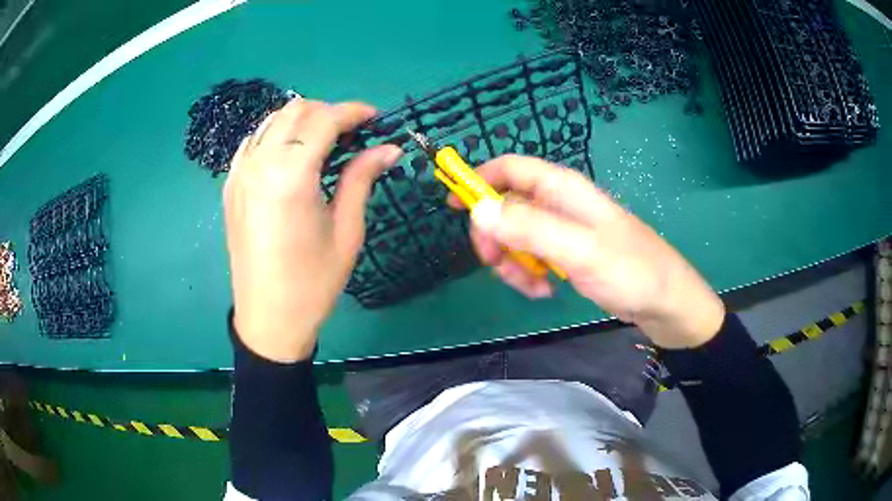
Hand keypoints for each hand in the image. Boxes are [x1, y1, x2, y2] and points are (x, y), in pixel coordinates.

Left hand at [223, 99, 401, 361]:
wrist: (269, 318)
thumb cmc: (313, 282)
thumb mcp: (347, 231)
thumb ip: (362, 179)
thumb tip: (389, 148)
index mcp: (291, 176)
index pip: (324, 120)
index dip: (354, 111)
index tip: (375, 117)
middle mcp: (260, 164)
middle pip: (296, 111)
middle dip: (328, 112)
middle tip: (352, 133)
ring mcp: (239, 174)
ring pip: (272, 121)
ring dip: (302, 121)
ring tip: (324, 141)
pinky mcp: (230, 186)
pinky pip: (253, 142)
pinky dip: (276, 136)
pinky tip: (290, 155)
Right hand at [453, 155, 724, 348]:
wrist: (664, 302)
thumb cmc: (630, 270)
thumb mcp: (579, 250)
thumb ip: (530, 228)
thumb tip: (478, 211)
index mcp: (562, 189)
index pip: (510, 168)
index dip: (479, 180)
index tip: (454, 205)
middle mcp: (558, 204)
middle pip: (505, 207)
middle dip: (495, 236)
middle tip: (496, 265)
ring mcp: (561, 230)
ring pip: (515, 237)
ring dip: (513, 262)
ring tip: (532, 287)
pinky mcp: (565, 254)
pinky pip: (532, 257)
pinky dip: (529, 274)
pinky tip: (543, 292)